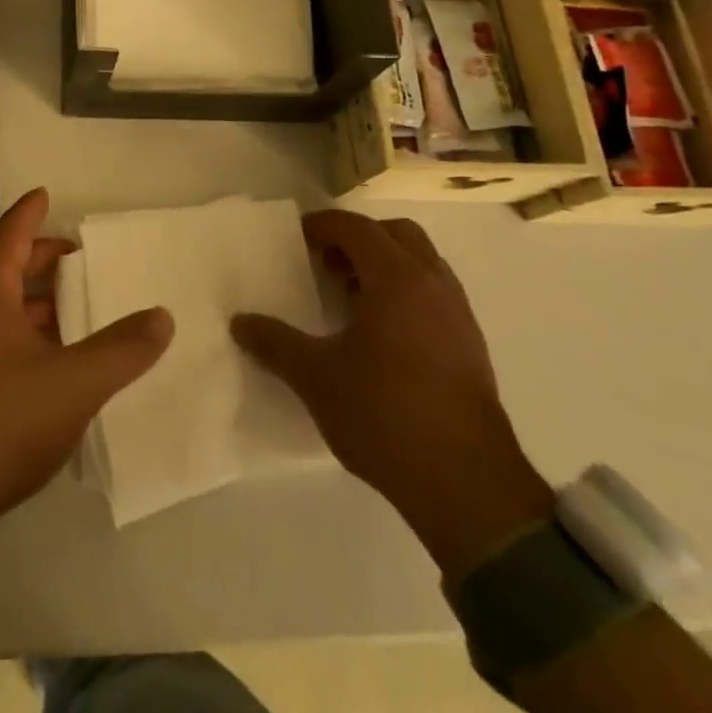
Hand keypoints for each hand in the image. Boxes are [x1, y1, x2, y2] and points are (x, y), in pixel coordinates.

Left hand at [0, 189, 173, 575]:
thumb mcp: (72, 384)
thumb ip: (121, 349)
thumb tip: (162, 316)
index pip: (11, 233)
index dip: (31, 212)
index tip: (45, 194)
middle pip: (5, 269)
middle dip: (41, 261)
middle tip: (78, 260)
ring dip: (34, 308)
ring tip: (75, 316)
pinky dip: (21, 340)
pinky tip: (47, 370)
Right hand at [231, 210, 552, 581]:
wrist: (468, 486)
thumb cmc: (385, 415)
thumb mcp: (315, 378)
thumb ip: (275, 343)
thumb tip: (240, 322)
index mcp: (396, 280)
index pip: (357, 228)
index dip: (323, 226)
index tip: (296, 238)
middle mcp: (433, 285)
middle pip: (397, 234)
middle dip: (360, 238)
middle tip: (326, 262)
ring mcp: (459, 316)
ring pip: (422, 264)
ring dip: (386, 265)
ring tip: (350, 296)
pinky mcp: (471, 347)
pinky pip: (435, 295)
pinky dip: (406, 293)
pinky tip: (381, 333)